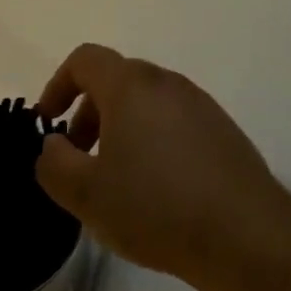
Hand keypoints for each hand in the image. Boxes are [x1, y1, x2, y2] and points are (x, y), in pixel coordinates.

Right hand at [34, 44, 290, 284]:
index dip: (58, 85)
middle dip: (89, 112)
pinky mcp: (221, 128)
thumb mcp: (86, 193)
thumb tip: (54, 145)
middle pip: (118, 79)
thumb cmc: (155, 206)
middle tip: (79, 158)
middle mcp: (168, 83)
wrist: (242, 230)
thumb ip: (54, 163)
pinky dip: (152, 139)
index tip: (48, 124)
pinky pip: (174, 120)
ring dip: (121, 128)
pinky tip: (155, 187)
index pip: (86, 59)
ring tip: (115, 178)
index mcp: (132, 86)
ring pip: (147, 102)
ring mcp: (200, 103)